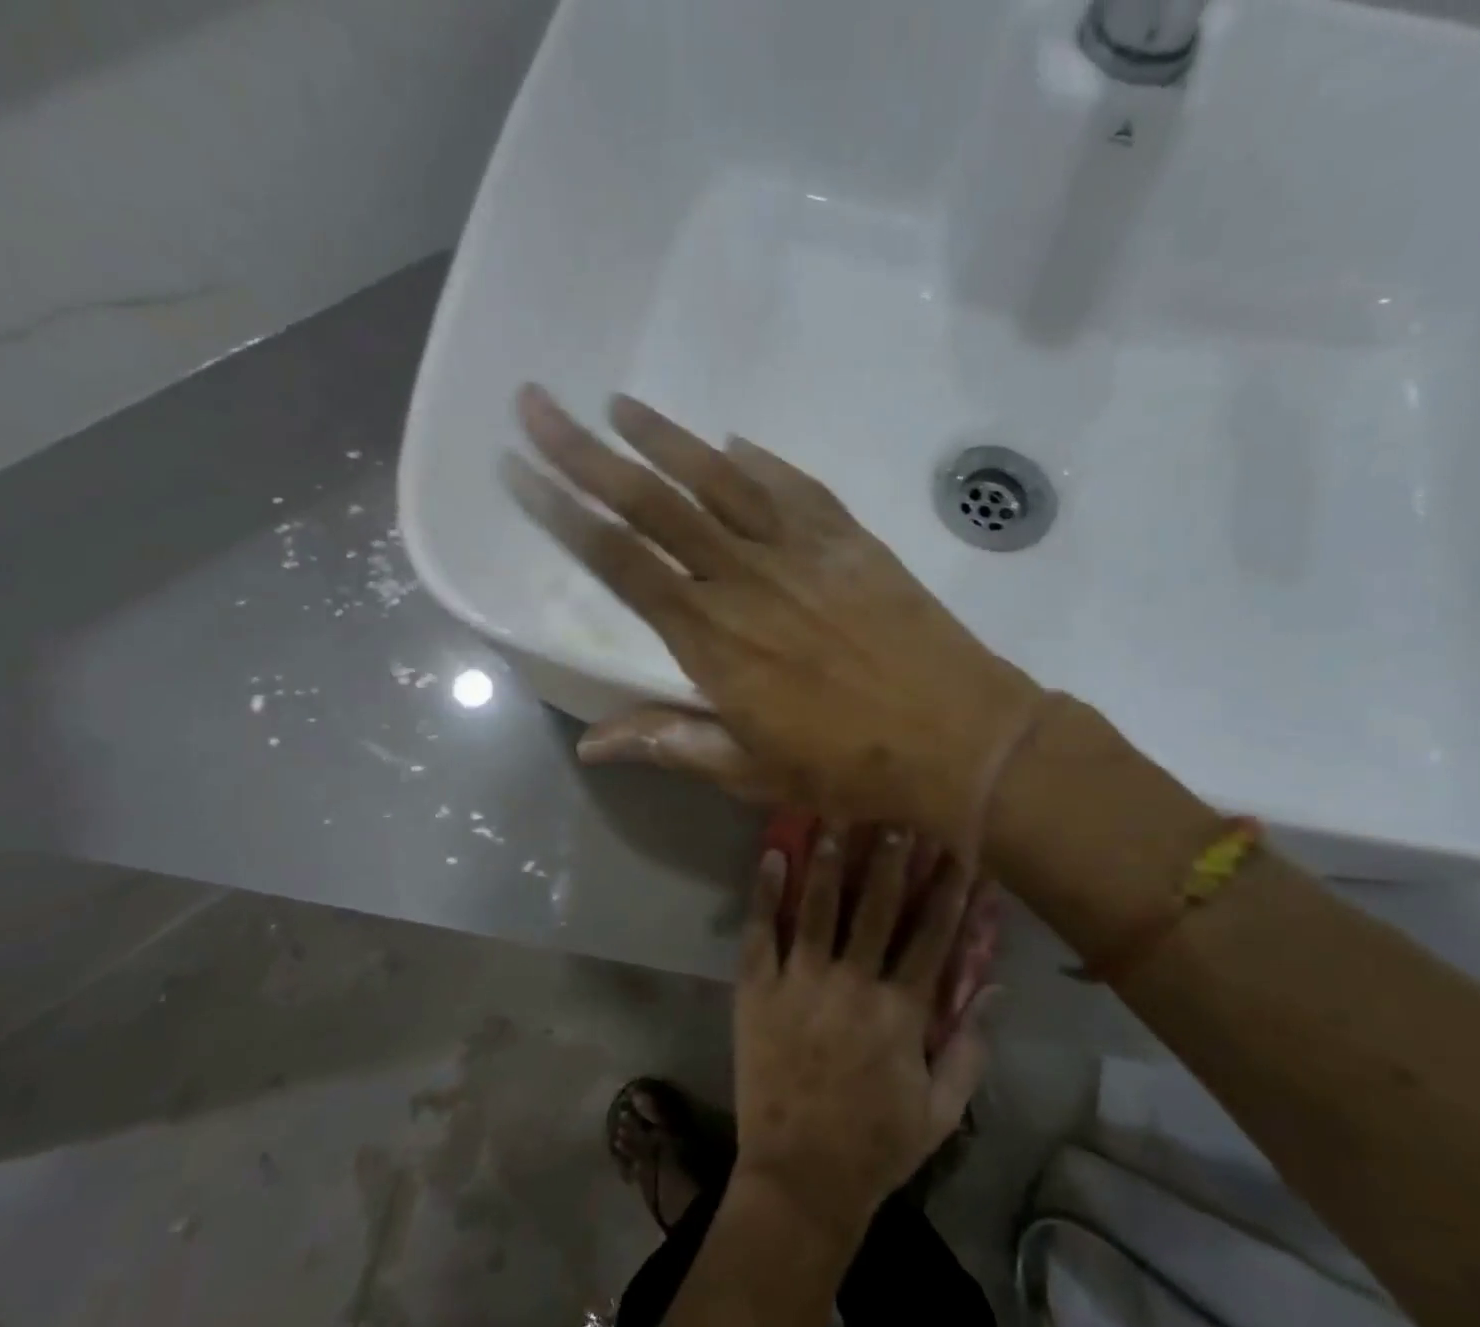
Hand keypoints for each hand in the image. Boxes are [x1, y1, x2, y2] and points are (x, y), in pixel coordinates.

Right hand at [506, 386, 1047, 848]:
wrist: (960, 738)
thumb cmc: (849, 766)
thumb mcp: (751, 770)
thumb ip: (670, 743)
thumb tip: (590, 744)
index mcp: (712, 637)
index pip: (620, 562)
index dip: (564, 514)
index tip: (519, 470)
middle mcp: (745, 578)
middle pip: (654, 503)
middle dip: (587, 452)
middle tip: (539, 404)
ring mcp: (801, 551)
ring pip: (719, 480)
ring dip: (665, 438)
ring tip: (619, 404)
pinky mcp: (850, 541)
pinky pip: (794, 487)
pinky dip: (759, 461)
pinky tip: (732, 441)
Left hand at [730, 826, 992, 1244]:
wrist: (800, 1178)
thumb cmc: (877, 1145)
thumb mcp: (942, 1109)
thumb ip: (971, 1047)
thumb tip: (994, 986)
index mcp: (901, 1012)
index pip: (932, 936)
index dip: (948, 891)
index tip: (958, 850)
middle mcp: (853, 985)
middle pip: (878, 908)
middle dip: (891, 858)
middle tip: (898, 815)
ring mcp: (801, 984)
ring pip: (819, 908)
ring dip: (830, 860)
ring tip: (835, 816)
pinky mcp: (757, 991)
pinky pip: (760, 933)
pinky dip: (764, 893)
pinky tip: (770, 854)